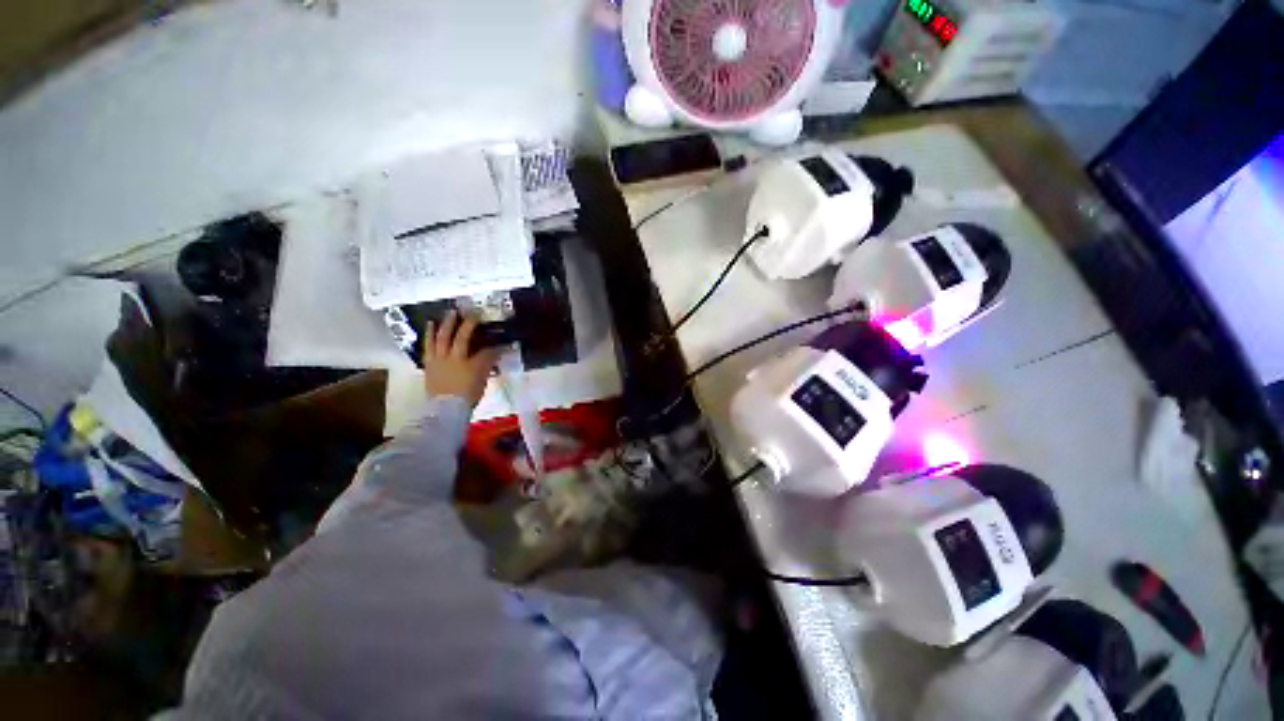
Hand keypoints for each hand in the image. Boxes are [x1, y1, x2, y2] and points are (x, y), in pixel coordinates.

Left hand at [422, 311, 499, 406]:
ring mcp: (439, 361)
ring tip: (446, 314)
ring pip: (440, 339)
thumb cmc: (467, 396)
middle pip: (460, 338)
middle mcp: (454, 359)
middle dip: (467, 325)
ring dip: (444, 325)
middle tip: (470, 313)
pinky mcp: (429, 364)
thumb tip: (495, 352)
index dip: (494, 345)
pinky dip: (429, 336)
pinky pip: (428, 346)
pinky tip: (430, 327)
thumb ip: (487, 364)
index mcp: (471, 365)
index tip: (501, 341)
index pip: (486, 351)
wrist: (445, 410)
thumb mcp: (482, 381)